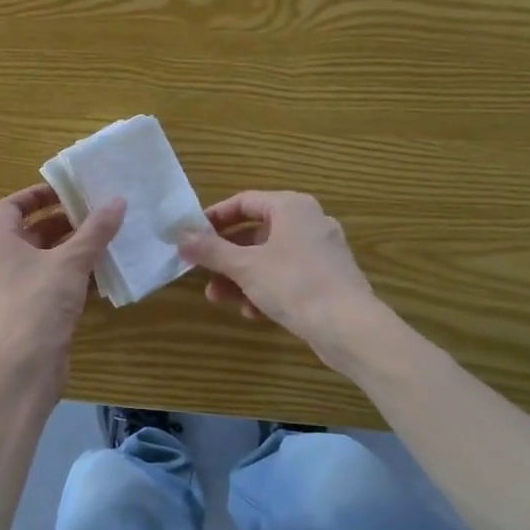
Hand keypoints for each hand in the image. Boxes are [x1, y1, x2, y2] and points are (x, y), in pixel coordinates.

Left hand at [0, 183, 124, 371]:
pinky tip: (102, 276)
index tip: (67, 191)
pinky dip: (73, 276)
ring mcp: (15, 290)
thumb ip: (95, 231)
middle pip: (31, 232)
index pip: (12, 206)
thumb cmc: (40, 303)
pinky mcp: (30, 313)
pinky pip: (51, 284)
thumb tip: (117, 200)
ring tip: (104, 240)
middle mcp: (2, 263)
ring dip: (72, 249)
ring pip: (44, 259)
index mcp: (0, 243)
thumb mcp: (71, 261)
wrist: (26, 367)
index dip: (37, 194)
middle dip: (62, 222)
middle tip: (94, 214)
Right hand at [178, 190, 375, 352]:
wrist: (349, 327)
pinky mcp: (328, 279)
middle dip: (226, 257)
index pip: (244, 202)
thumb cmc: (294, 284)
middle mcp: (309, 222)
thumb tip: (180, 237)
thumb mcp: (245, 266)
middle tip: (203, 272)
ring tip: (219, 298)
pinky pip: (288, 277)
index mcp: (291, 207)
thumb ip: (211, 251)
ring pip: (270, 258)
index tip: (193, 235)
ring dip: (242, 277)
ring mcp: (321, 252)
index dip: (215, 218)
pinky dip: (267, 289)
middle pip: (256, 233)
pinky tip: (253, 313)